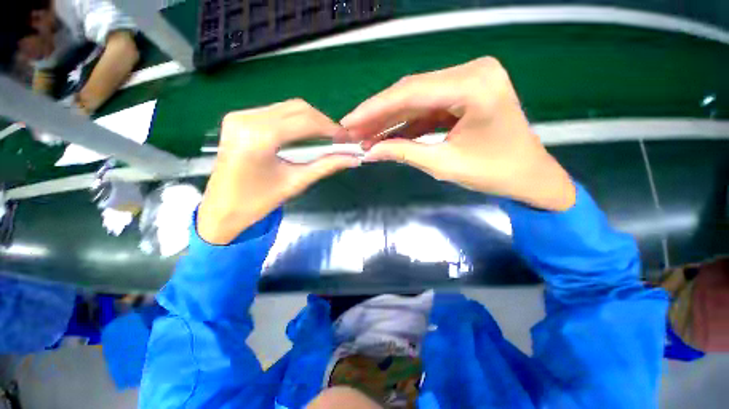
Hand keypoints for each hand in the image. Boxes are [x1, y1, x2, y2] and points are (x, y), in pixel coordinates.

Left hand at [198, 99, 359, 243]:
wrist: (222, 209)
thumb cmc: (258, 202)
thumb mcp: (296, 182)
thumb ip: (326, 166)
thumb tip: (353, 159)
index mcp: (259, 137)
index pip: (305, 121)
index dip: (330, 128)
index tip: (346, 139)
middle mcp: (247, 118)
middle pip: (297, 108)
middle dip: (322, 122)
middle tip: (337, 140)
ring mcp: (240, 115)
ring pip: (287, 108)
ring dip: (310, 121)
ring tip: (324, 139)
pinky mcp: (239, 118)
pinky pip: (276, 113)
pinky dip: (295, 122)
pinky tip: (304, 136)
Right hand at [341, 57, 574, 211]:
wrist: (528, 177)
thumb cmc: (494, 173)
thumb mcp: (444, 164)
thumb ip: (403, 153)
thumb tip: (368, 151)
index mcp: (475, 85)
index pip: (410, 92)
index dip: (374, 109)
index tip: (348, 123)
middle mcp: (472, 72)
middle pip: (411, 92)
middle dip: (378, 114)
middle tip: (351, 131)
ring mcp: (469, 81)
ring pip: (416, 99)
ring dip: (389, 119)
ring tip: (363, 135)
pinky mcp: (464, 95)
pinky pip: (427, 108)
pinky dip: (406, 123)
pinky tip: (386, 135)